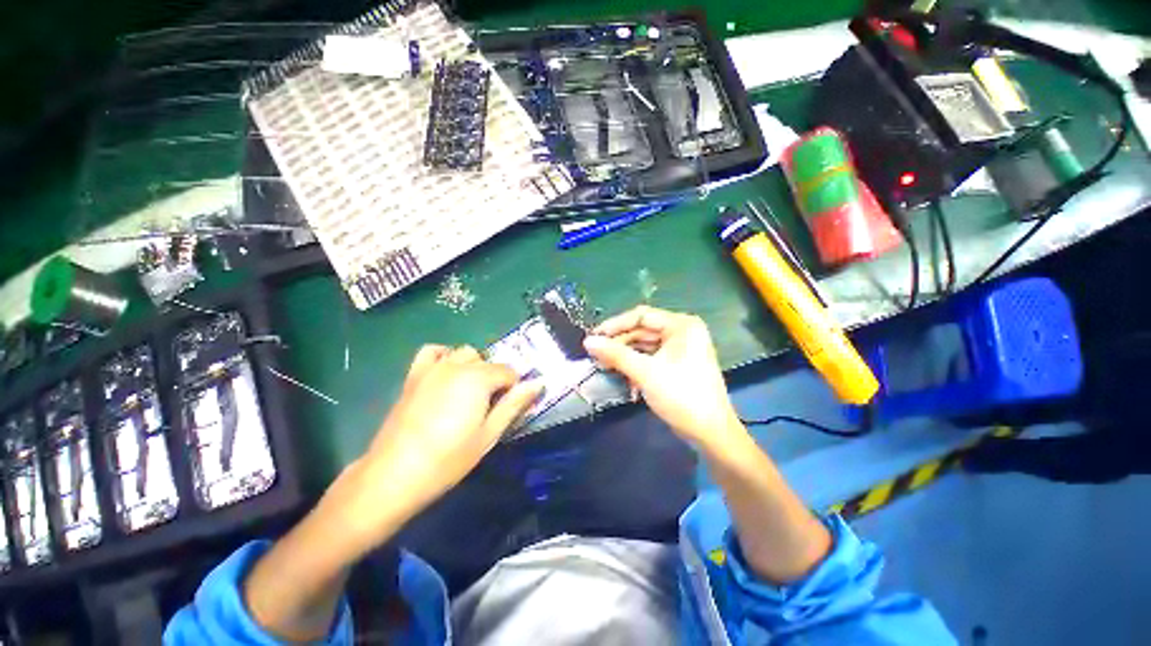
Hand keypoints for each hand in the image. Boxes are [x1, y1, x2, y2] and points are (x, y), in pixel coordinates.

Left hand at [337, 345, 541, 544]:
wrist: (395, 475)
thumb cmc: (449, 459)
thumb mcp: (489, 434)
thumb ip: (514, 404)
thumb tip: (539, 382)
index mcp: (478, 378)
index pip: (509, 372)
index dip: (513, 389)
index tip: (506, 409)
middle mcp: (457, 365)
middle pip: (488, 362)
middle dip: (494, 379)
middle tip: (487, 407)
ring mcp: (433, 368)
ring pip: (464, 353)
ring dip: (473, 367)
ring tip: (468, 392)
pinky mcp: (414, 375)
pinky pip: (433, 351)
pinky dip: (444, 356)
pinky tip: (446, 373)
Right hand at [583, 306, 743, 450]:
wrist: (710, 432)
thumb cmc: (681, 396)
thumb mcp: (645, 372)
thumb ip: (615, 354)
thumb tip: (588, 341)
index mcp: (681, 325)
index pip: (641, 316)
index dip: (615, 325)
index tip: (593, 337)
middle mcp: (682, 332)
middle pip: (642, 330)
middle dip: (619, 343)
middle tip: (595, 355)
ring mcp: (680, 348)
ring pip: (644, 345)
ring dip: (625, 355)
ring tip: (603, 365)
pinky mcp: (677, 364)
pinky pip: (651, 357)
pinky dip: (636, 365)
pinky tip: (622, 376)